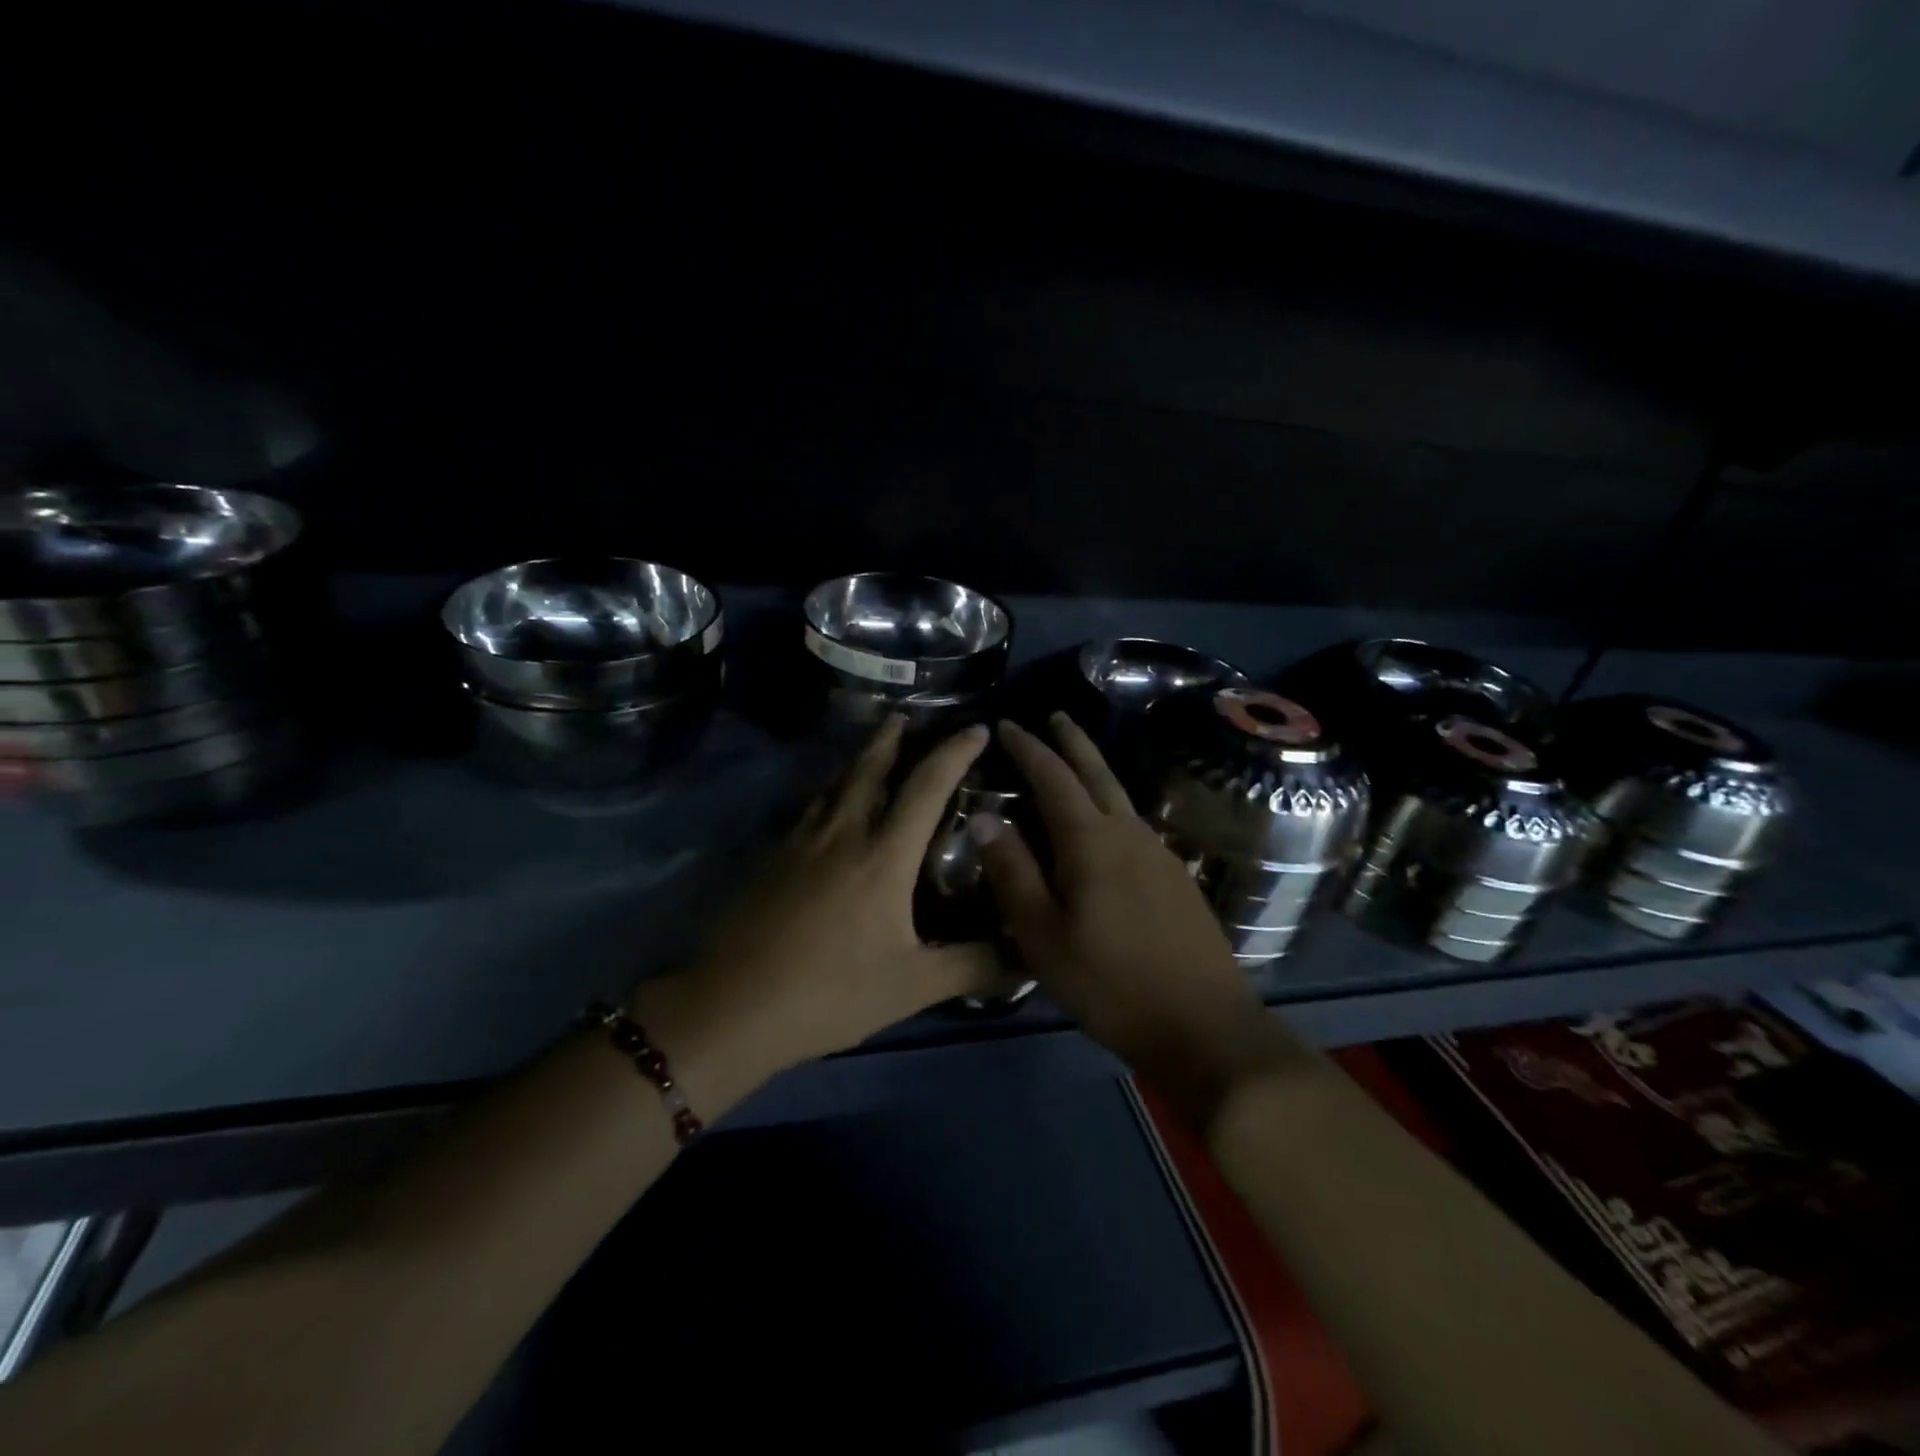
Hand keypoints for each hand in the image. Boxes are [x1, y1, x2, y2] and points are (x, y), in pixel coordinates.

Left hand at [636, 716, 1000, 1091]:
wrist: (734, 1006)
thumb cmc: (831, 992)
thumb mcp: (914, 985)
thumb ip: (975, 966)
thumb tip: (1030, 957)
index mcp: (884, 855)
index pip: (927, 787)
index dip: (955, 753)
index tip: (977, 729)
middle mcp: (843, 834)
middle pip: (869, 768)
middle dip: (891, 737)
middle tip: (905, 716)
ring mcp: (801, 843)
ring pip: (834, 784)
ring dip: (857, 759)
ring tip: (870, 747)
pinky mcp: (772, 859)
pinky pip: (809, 808)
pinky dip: (828, 791)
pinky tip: (826, 807)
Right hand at [975, 715, 1306, 1121]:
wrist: (1205, 1026)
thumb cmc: (1111, 984)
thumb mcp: (1044, 935)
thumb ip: (1013, 873)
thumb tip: (984, 816)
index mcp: (1092, 841)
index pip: (1053, 778)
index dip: (1028, 748)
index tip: (1005, 724)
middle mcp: (1129, 833)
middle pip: (1097, 772)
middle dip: (1072, 741)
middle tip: (1054, 716)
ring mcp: (1160, 854)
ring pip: (1120, 796)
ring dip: (1094, 770)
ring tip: (1074, 761)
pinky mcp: (1176, 878)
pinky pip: (1134, 823)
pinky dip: (1111, 805)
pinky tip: (1105, 824)